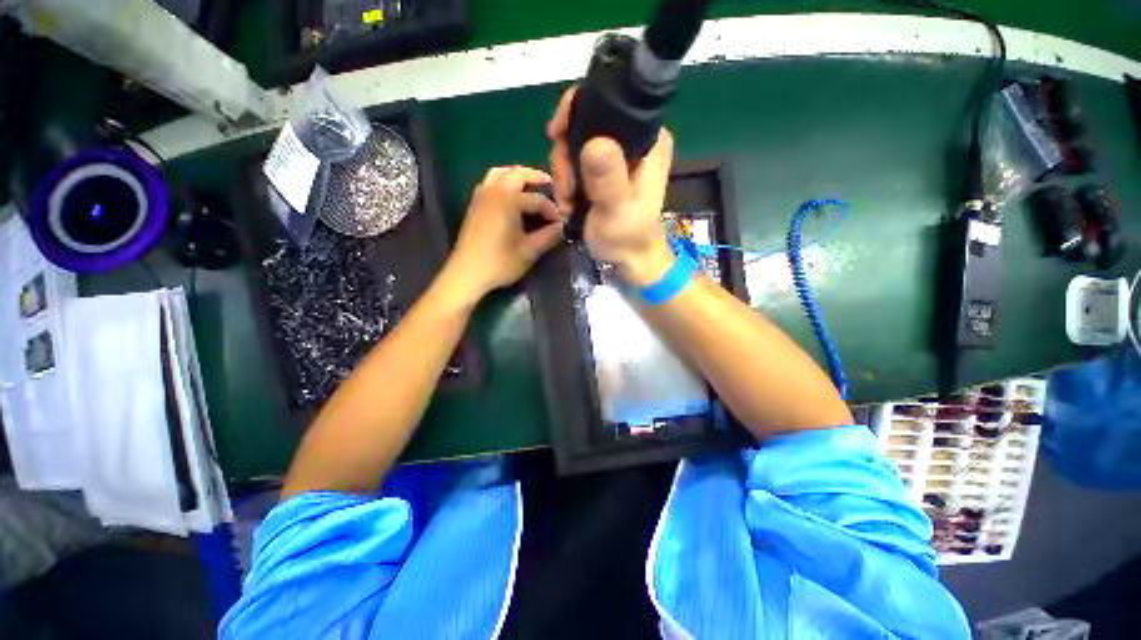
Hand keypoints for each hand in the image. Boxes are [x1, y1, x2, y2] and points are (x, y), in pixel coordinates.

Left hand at [443, 166, 563, 301]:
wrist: (467, 274)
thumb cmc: (499, 263)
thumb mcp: (528, 251)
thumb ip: (548, 236)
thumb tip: (562, 227)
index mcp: (508, 201)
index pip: (537, 199)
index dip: (552, 210)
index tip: (562, 223)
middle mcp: (493, 192)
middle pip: (517, 174)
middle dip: (535, 177)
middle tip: (550, 184)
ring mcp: (481, 197)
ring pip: (500, 174)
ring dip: (517, 175)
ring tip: (531, 185)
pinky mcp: (475, 205)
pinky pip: (490, 182)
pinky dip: (503, 181)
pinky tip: (511, 196)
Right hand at [547, 87, 676, 286]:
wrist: (628, 260)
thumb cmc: (628, 236)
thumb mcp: (617, 208)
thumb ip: (608, 177)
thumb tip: (594, 141)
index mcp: (647, 139)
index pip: (609, 102)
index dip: (577, 111)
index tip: (557, 136)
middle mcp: (632, 140)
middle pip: (585, 124)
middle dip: (566, 156)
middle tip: (566, 188)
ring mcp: (616, 157)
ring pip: (575, 146)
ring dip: (564, 174)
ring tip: (569, 202)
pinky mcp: (603, 173)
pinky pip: (575, 164)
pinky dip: (567, 183)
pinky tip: (570, 203)